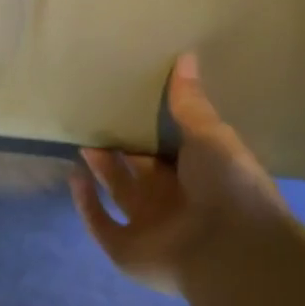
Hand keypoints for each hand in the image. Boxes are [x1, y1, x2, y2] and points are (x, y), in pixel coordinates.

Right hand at [71, 54, 304, 293]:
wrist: (229, 247)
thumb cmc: (227, 186)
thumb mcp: (211, 135)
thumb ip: (190, 103)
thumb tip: (185, 56)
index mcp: (198, 175)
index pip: (168, 148)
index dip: (149, 128)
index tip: (128, 102)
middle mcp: (171, 200)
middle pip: (139, 170)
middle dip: (120, 147)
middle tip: (98, 118)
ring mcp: (147, 226)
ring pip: (118, 193)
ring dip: (101, 170)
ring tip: (83, 140)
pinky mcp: (124, 249)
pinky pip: (100, 224)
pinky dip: (85, 203)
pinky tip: (75, 177)